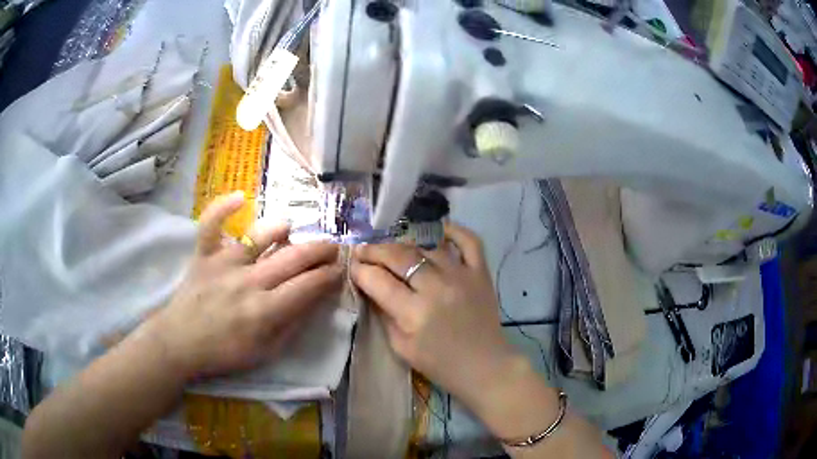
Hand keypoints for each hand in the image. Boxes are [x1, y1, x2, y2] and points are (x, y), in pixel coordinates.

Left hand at [142, 192, 341, 379]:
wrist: (180, 343)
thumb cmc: (224, 352)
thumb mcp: (266, 352)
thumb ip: (292, 326)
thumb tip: (314, 300)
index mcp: (265, 311)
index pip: (308, 286)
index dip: (330, 275)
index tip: (340, 270)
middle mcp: (248, 282)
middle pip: (292, 258)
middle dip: (320, 250)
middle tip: (332, 247)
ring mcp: (223, 264)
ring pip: (259, 237)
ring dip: (281, 230)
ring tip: (293, 230)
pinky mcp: (203, 255)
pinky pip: (212, 225)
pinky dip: (223, 208)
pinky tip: (240, 198)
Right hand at [350, 223, 518, 409]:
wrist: (484, 367)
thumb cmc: (439, 363)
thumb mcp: (400, 346)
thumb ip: (383, 313)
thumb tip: (370, 286)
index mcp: (414, 313)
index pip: (378, 280)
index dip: (360, 269)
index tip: (352, 265)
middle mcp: (437, 287)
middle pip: (398, 256)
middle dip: (374, 250)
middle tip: (363, 251)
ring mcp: (462, 275)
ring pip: (426, 246)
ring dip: (404, 245)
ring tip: (393, 250)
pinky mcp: (481, 272)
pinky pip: (469, 241)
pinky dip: (454, 230)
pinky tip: (438, 231)